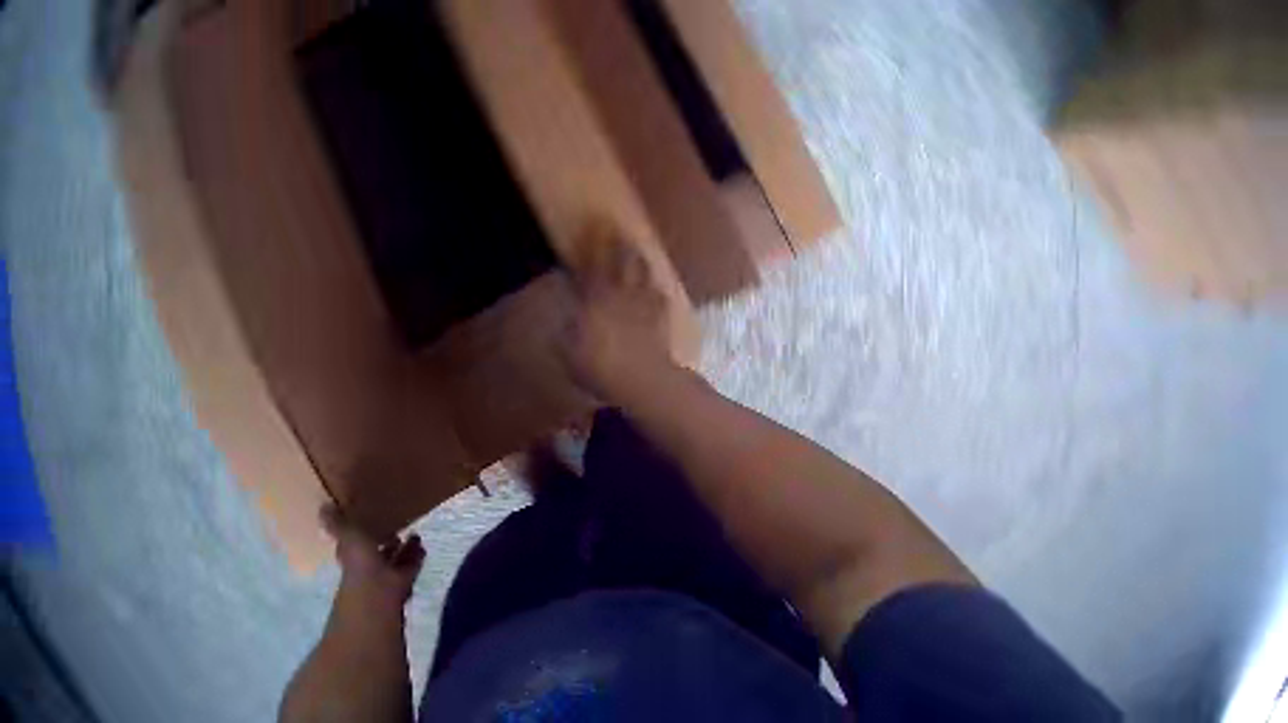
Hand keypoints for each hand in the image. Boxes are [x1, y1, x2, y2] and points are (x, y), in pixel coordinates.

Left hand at [322, 505, 423, 608]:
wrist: (379, 589)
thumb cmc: (359, 559)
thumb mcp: (345, 533)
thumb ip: (336, 521)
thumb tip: (323, 506)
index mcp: (350, 552)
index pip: (352, 540)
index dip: (357, 529)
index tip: (366, 516)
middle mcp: (366, 564)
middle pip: (376, 550)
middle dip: (384, 539)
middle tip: (395, 523)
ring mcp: (386, 574)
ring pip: (395, 558)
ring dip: (403, 548)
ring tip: (413, 533)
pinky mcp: (403, 581)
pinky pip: (410, 566)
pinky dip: (415, 557)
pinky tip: (422, 546)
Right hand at [562, 224, 675, 401]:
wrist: (642, 379)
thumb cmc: (598, 366)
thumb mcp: (568, 352)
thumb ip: (566, 333)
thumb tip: (566, 321)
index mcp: (596, 298)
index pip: (593, 265)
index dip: (594, 245)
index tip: (594, 227)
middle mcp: (621, 295)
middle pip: (623, 263)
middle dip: (620, 246)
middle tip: (619, 232)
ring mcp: (644, 306)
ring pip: (644, 276)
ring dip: (641, 264)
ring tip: (640, 254)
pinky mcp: (662, 322)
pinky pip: (660, 301)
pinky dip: (657, 295)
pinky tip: (658, 293)